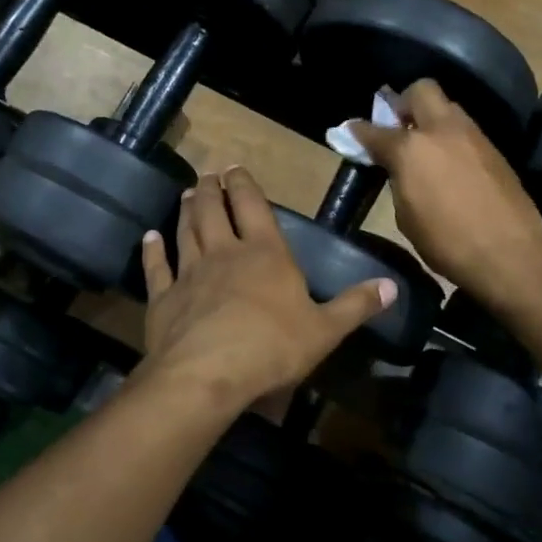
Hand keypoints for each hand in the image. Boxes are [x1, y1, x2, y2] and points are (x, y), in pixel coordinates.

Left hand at [139, 168, 395, 411]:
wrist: (208, 374)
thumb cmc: (273, 347)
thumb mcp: (326, 330)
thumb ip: (356, 305)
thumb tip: (392, 286)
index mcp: (265, 254)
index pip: (254, 207)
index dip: (245, 185)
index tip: (235, 167)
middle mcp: (224, 253)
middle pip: (215, 211)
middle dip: (213, 189)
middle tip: (208, 174)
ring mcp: (190, 273)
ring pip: (186, 232)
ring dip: (186, 211)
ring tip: (188, 194)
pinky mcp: (163, 299)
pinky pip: (156, 268)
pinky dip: (152, 251)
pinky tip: (149, 238)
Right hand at [348, 79, 541, 304]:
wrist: (510, 254)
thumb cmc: (447, 243)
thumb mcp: (406, 216)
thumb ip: (398, 181)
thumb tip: (398, 168)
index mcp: (411, 149)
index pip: (375, 130)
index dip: (359, 131)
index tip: (351, 132)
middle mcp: (442, 130)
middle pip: (421, 90)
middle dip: (405, 102)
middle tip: (399, 126)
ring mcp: (473, 136)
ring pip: (448, 107)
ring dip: (432, 118)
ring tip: (426, 146)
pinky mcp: (495, 149)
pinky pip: (466, 130)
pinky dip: (452, 138)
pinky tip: (450, 163)